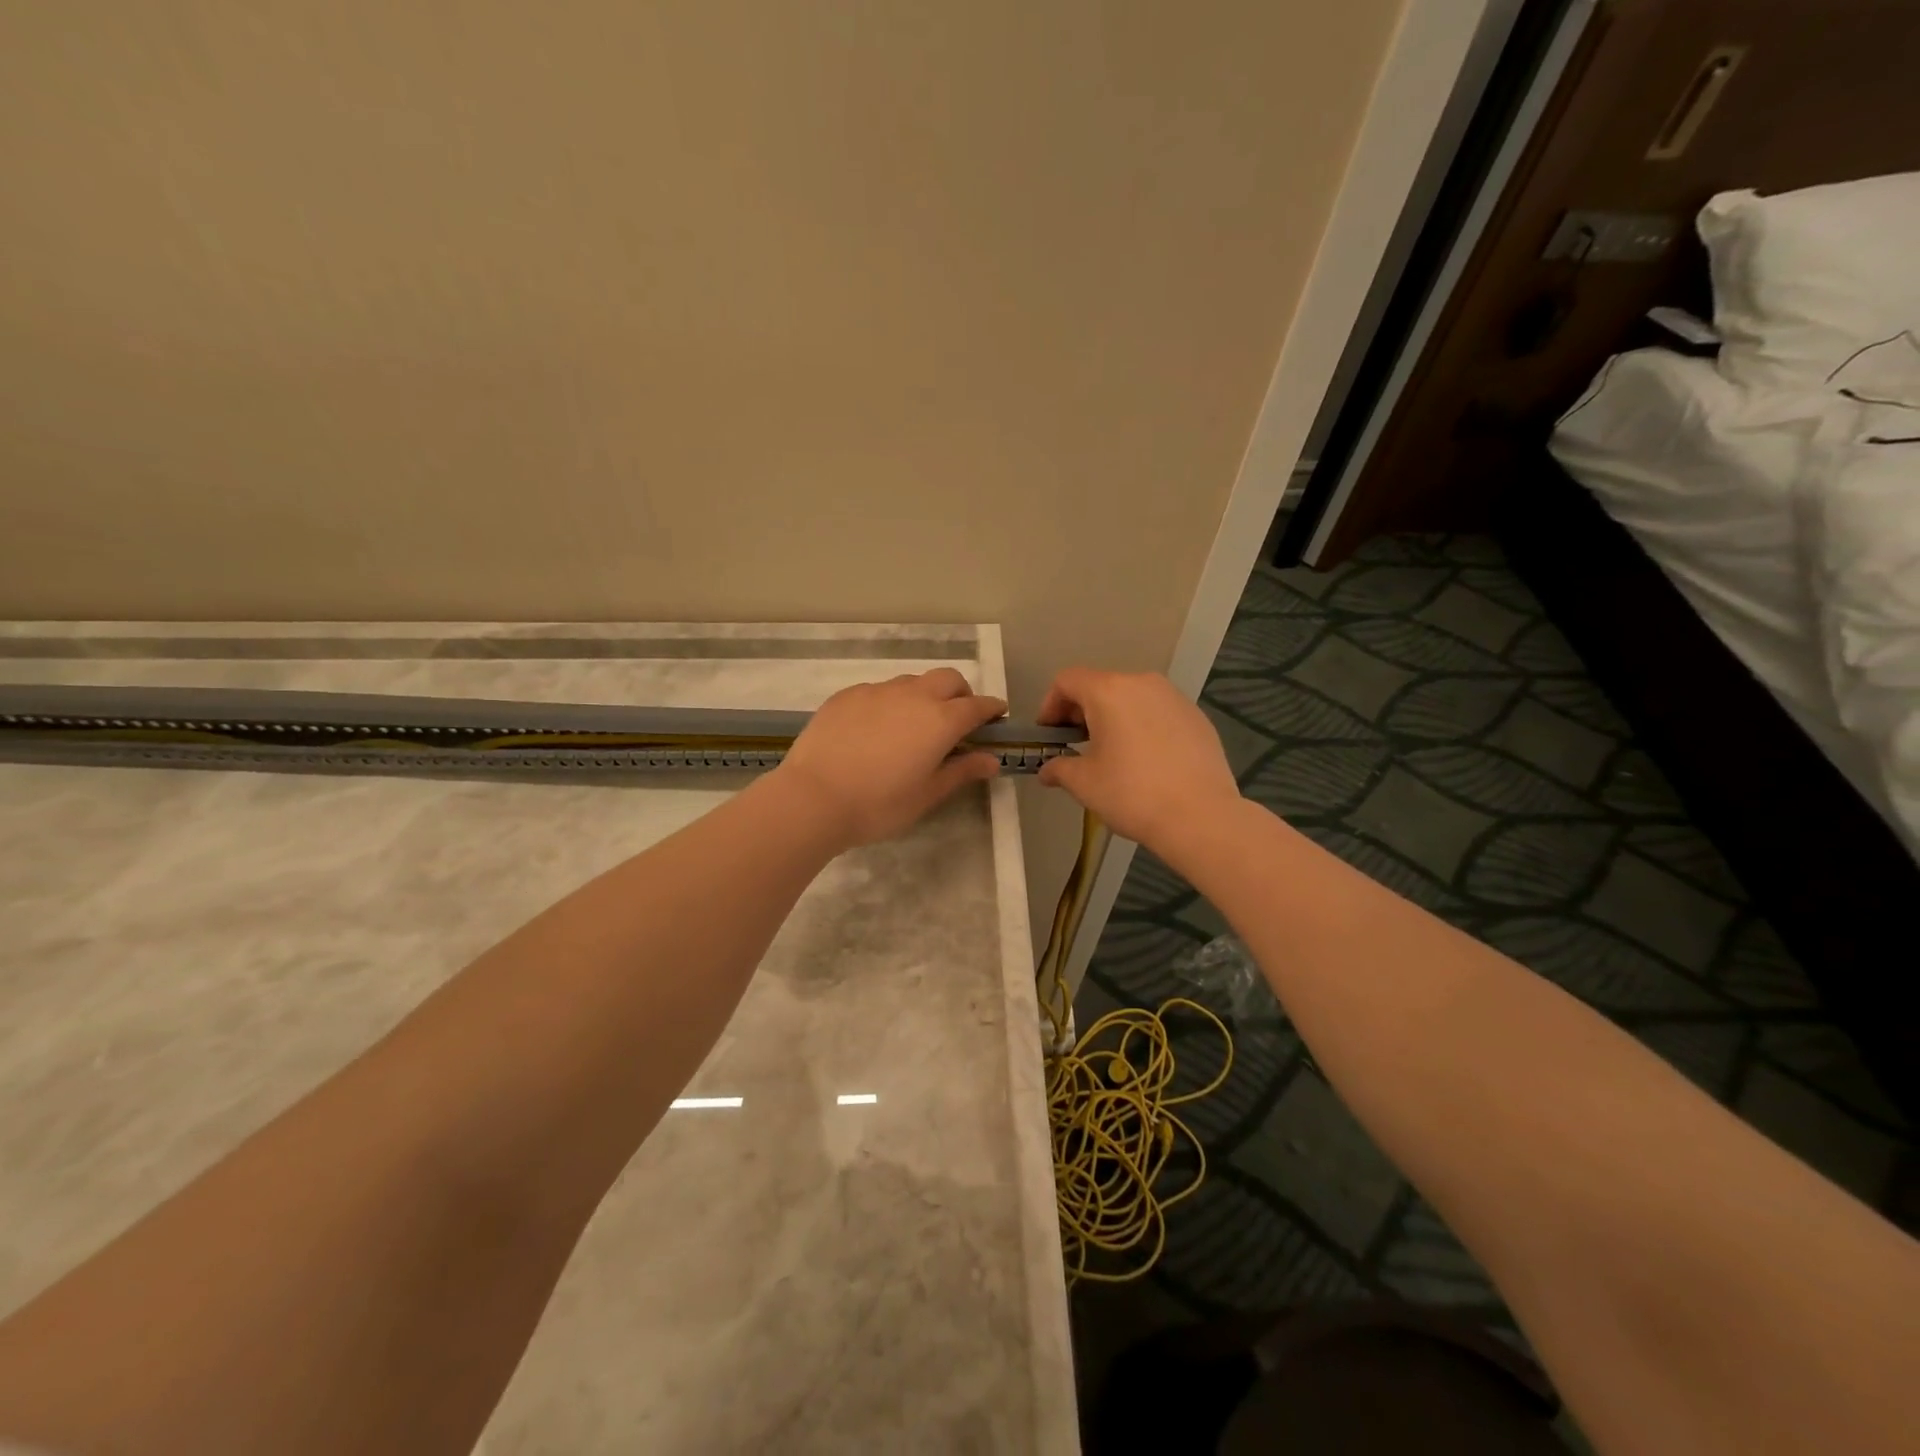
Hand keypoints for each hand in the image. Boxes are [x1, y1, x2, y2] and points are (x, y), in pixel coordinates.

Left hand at [775, 668, 1006, 849]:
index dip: (991, 709)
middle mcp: (913, 695)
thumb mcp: (926, 795)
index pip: (977, 705)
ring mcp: (877, 691)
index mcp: (940, 720)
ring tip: (915, 724)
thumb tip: (991, 760)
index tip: (997, 716)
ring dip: (924, 695)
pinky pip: (878, 690)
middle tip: (958, 718)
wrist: (813, 797)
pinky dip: (890, 702)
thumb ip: (961, 772)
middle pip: (948, 679)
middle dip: (961, 693)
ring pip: (912, 682)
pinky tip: (876, 728)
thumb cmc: (878, 804)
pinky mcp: (847, 695)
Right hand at [1036, 668, 1242, 849]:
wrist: (1200, 816)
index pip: (1067, 681)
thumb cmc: (1132, 794)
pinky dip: (1142, 726)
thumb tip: (1048, 770)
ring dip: (1113, 718)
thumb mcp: (1084, 783)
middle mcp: (1142, 683)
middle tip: (1075, 746)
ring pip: (1131, 698)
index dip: (1050, 705)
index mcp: (1109, 691)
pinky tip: (1145, 760)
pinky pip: (1157, 712)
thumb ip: (1059, 768)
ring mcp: (1174, 697)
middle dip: (1081, 712)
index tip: (1050, 736)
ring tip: (1111, 753)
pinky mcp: (1196, 716)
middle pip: (1100, 686)